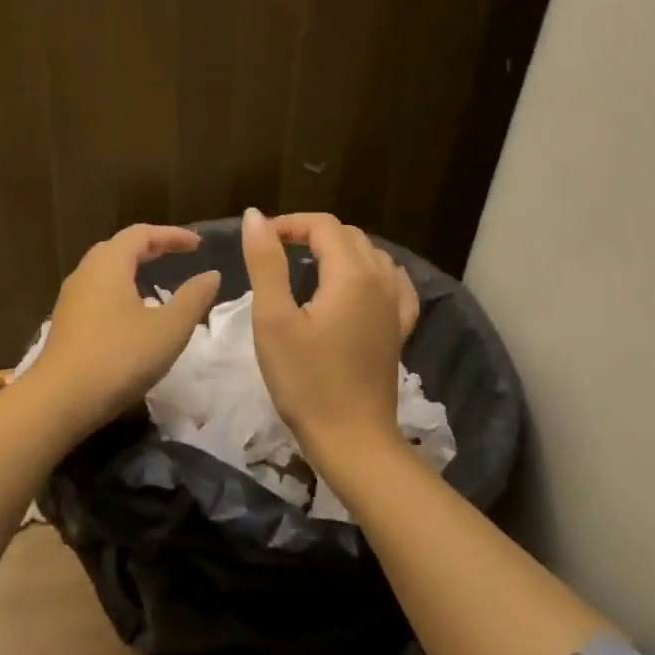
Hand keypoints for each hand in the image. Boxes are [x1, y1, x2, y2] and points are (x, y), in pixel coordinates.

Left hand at [31, 224, 221, 432]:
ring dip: (132, 269)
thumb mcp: (169, 329)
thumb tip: (211, 274)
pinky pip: (96, 292)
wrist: (60, 399)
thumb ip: (193, 298)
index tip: (197, 245)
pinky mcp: (66, 322)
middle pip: (119, 247)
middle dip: (150, 247)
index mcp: (109, 264)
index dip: (172, 235)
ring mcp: (71, 299)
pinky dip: (119, 289)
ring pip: (104, 271)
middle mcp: (85, 273)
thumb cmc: (119, 357)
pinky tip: (131, 313)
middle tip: (176, 255)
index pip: (141, 234)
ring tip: (156, 282)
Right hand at [241, 208, 417, 458]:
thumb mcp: (273, 319)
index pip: (323, 226)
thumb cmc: (305, 380)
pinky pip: (392, 284)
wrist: (351, 439)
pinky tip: (359, 285)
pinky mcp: (398, 330)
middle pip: (349, 236)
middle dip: (311, 234)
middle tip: (275, 252)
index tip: (260, 240)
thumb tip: (255, 216)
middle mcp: (381, 281)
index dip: (289, 224)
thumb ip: (266, 263)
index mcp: (352, 274)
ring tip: (307, 266)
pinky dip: (371, 273)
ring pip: (372, 256)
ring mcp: (395, 307)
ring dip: (339, 251)